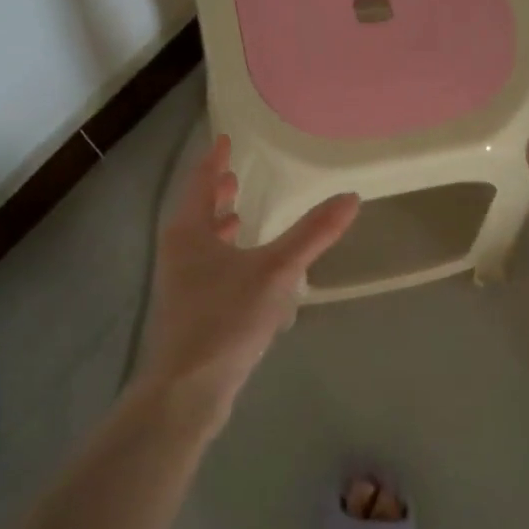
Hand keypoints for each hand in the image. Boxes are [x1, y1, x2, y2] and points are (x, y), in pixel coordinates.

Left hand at [137, 136, 358, 416]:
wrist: (187, 389)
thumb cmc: (226, 318)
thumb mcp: (276, 271)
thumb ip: (313, 234)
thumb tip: (350, 197)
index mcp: (190, 231)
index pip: (202, 181)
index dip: (215, 159)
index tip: (225, 140)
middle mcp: (179, 252)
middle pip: (197, 211)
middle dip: (216, 192)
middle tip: (235, 176)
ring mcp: (180, 284)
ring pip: (201, 242)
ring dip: (219, 225)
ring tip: (240, 216)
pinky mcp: (189, 312)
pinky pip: (208, 269)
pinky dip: (225, 256)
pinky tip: (247, 272)